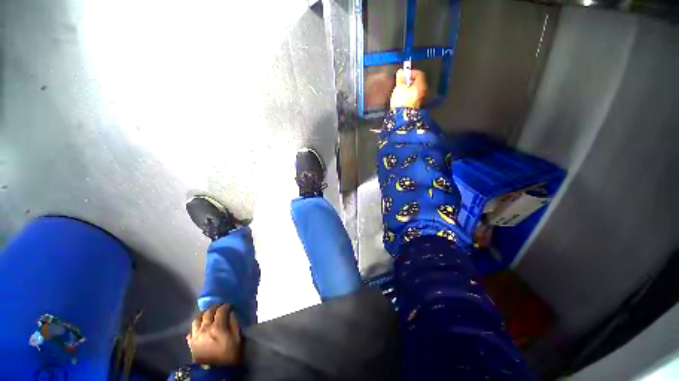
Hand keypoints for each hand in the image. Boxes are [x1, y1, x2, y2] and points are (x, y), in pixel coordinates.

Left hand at [187, 304, 241, 365]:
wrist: (215, 372)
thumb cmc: (229, 355)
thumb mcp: (237, 338)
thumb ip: (234, 323)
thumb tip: (231, 313)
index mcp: (218, 327)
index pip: (221, 310)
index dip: (226, 306)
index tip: (230, 306)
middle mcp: (205, 328)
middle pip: (208, 312)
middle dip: (215, 307)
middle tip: (220, 307)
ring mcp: (196, 336)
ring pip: (197, 319)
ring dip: (203, 314)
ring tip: (208, 314)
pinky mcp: (191, 343)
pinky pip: (191, 330)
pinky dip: (196, 326)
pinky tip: (200, 327)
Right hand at [390, 68, 427, 108]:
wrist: (403, 118)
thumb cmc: (401, 101)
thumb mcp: (399, 88)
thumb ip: (400, 80)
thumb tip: (401, 73)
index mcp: (421, 85)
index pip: (419, 74)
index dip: (411, 72)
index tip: (403, 74)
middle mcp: (425, 92)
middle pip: (418, 83)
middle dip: (410, 82)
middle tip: (402, 83)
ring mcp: (423, 100)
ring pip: (417, 91)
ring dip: (410, 89)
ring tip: (401, 92)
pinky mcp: (418, 107)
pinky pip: (415, 98)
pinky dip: (410, 96)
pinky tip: (403, 100)